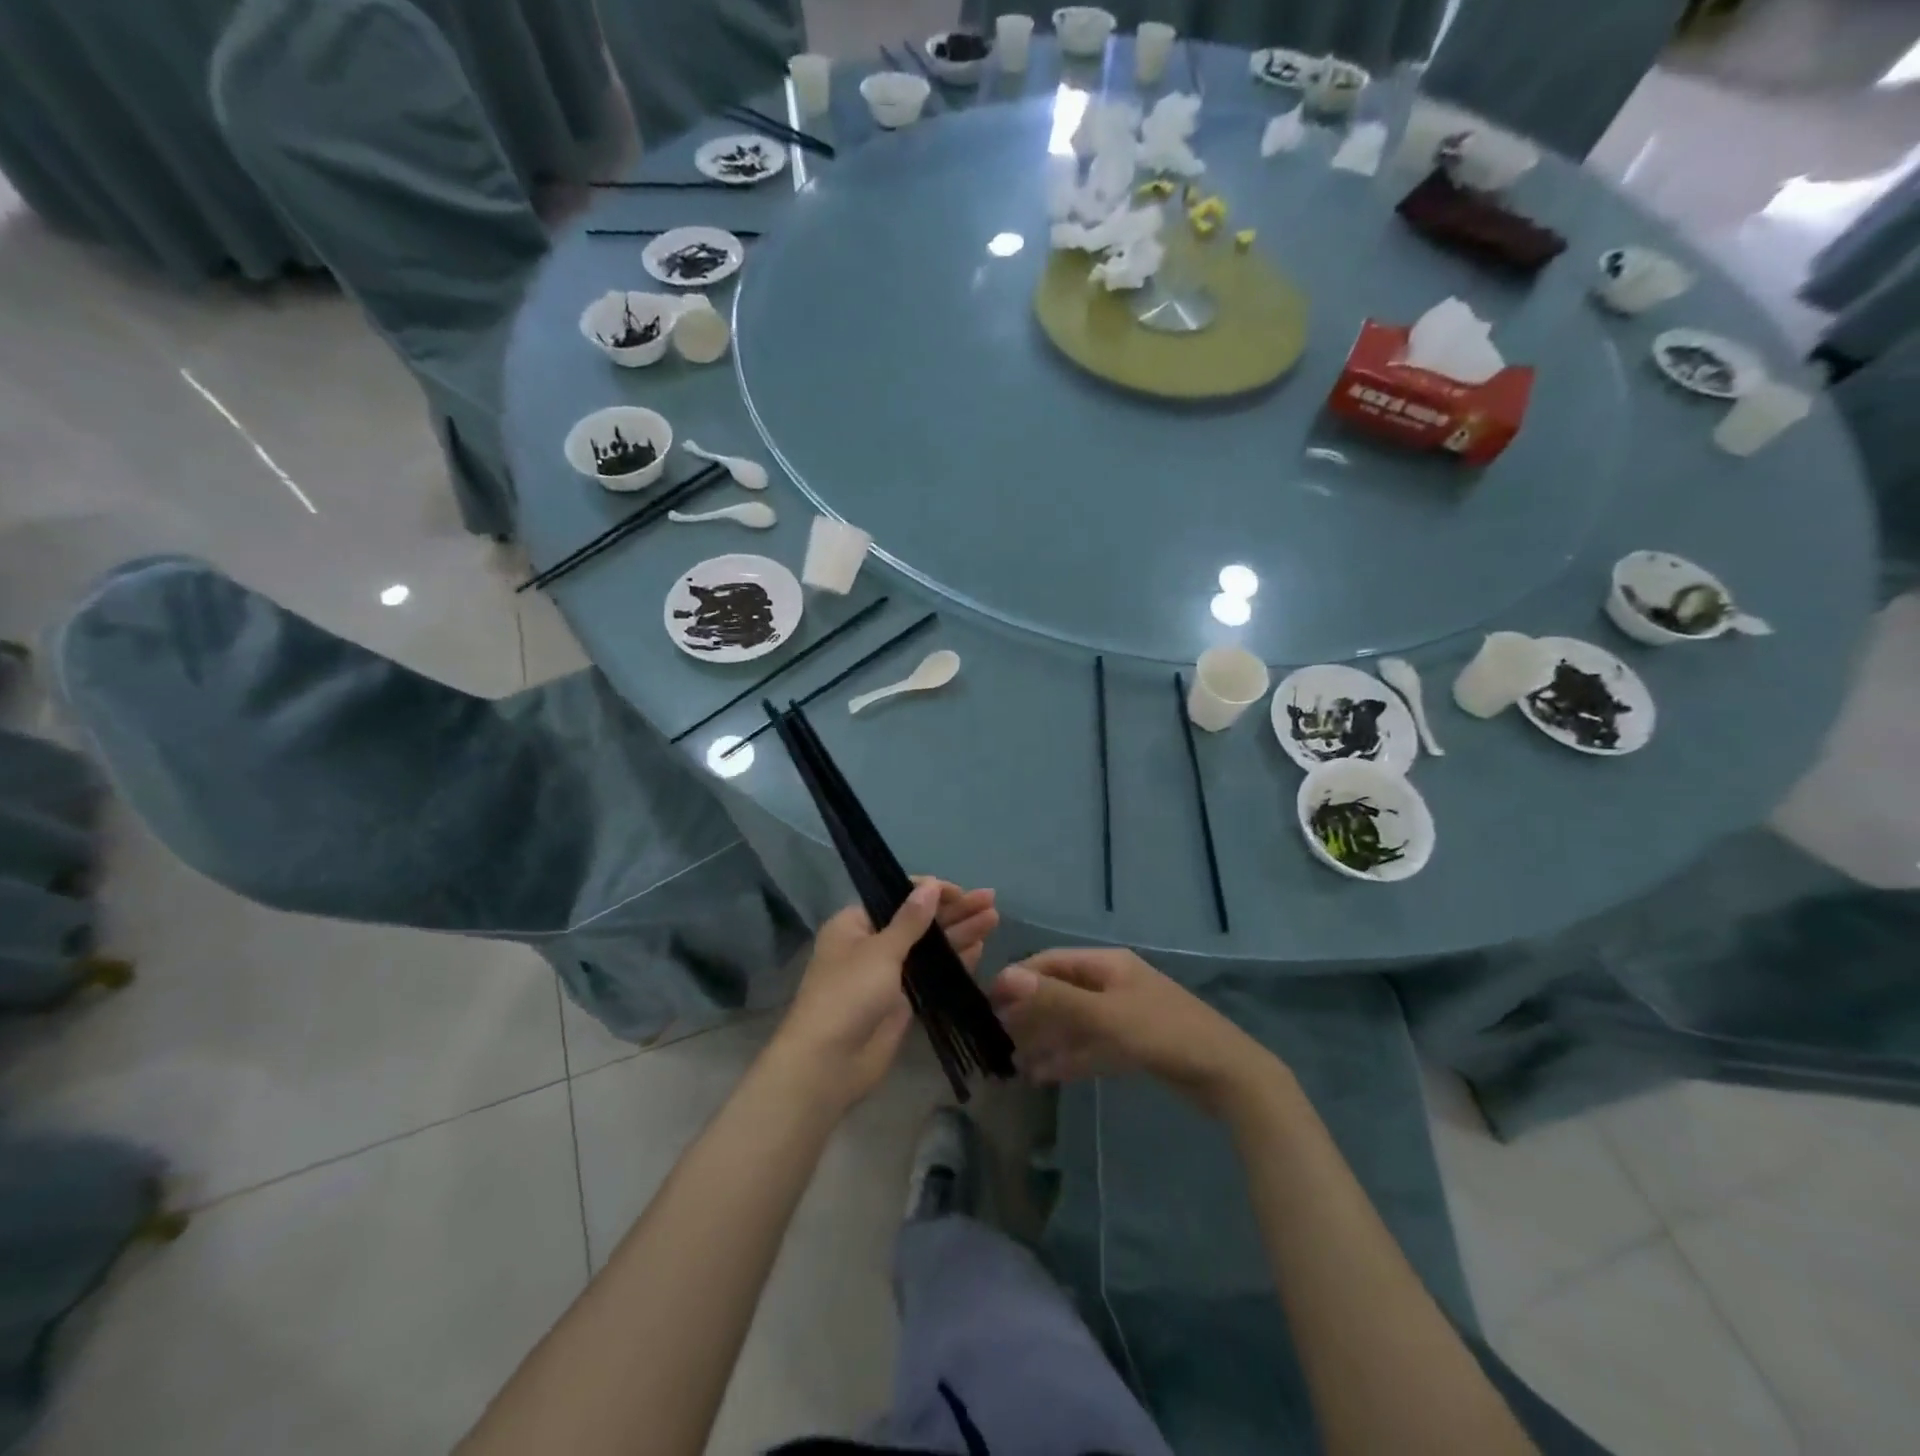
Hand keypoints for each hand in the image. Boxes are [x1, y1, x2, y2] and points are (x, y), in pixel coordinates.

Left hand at [767, 880, 997, 1111]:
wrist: (829, 1063)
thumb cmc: (848, 995)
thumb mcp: (880, 951)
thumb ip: (910, 920)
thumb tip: (930, 886)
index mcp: (855, 923)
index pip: (897, 896)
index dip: (930, 892)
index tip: (960, 892)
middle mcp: (872, 944)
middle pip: (918, 920)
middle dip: (953, 911)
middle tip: (989, 900)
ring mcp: (888, 974)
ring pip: (929, 947)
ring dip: (959, 933)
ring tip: (993, 918)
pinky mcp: (903, 1001)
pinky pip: (932, 974)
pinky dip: (954, 961)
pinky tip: (979, 949)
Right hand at [990, 948, 1281, 1115]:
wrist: (1227, 1076)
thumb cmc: (1164, 1034)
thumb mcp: (1106, 1016)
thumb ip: (1056, 999)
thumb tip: (1006, 977)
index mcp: (1108, 965)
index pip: (1051, 962)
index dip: (1019, 979)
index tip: (989, 1004)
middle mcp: (1112, 983)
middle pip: (1061, 992)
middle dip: (1030, 1012)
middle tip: (996, 1037)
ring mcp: (1123, 1015)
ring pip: (1073, 1022)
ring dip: (1045, 1038)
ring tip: (1012, 1060)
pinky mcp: (1132, 1045)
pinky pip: (1090, 1046)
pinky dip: (1067, 1057)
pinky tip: (1042, 1074)